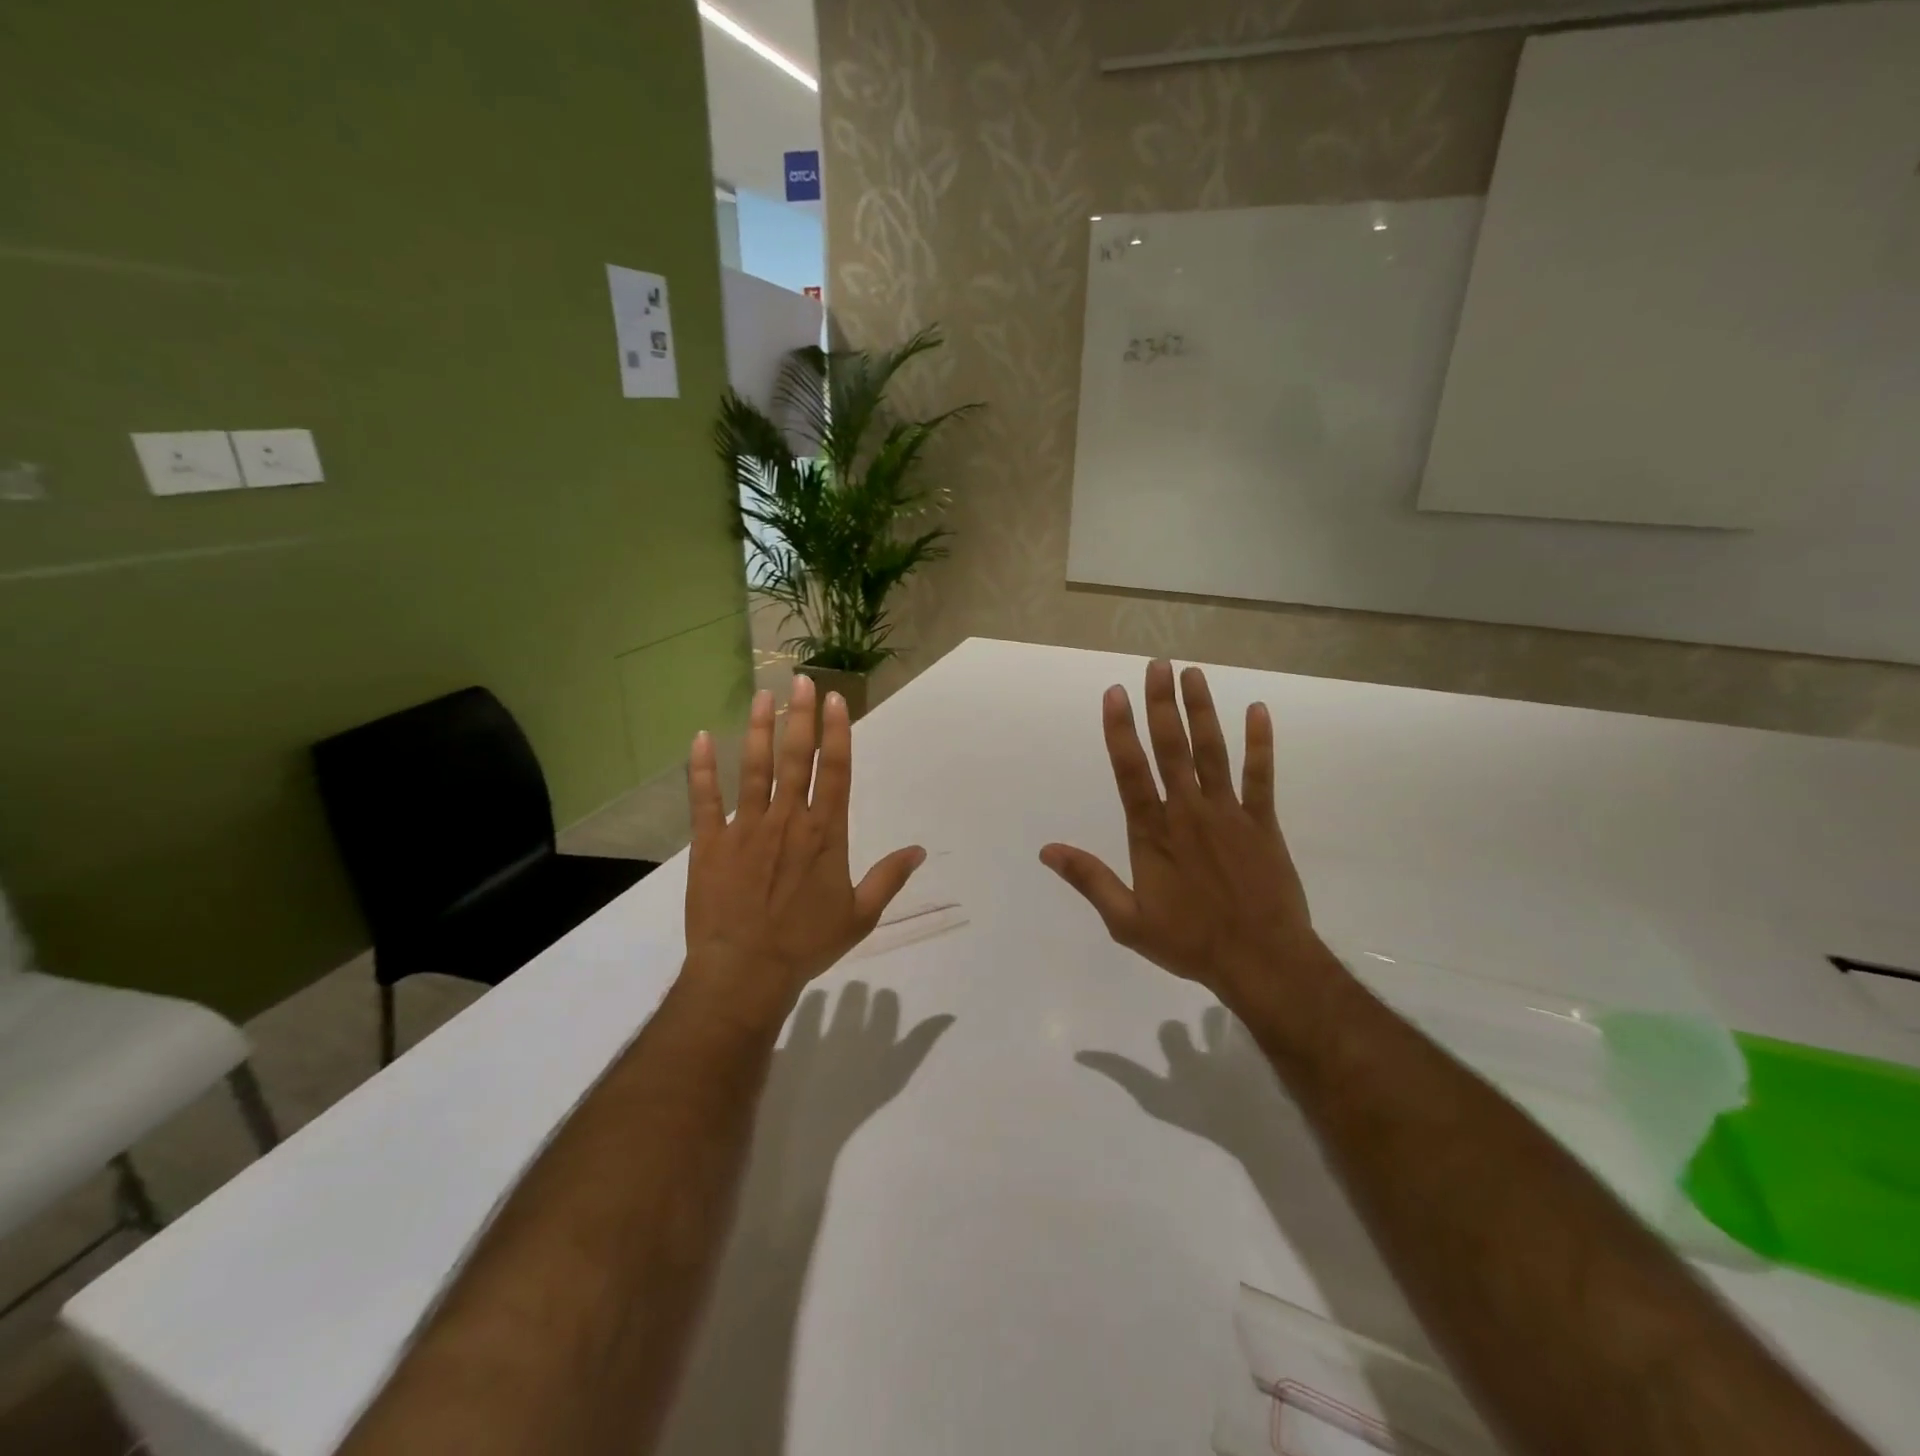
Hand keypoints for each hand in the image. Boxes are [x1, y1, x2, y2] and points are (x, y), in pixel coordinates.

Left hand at [683, 676, 924, 1030]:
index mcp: (825, 833)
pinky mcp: (710, 842)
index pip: (836, 771)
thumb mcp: (860, 915)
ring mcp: (745, 827)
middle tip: (802, 680)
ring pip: (755, 768)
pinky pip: (704, 798)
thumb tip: (920, 850)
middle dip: (801, 716)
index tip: (835, 701)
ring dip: (760, 729)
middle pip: (797, 758)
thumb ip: (888, 878)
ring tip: (764, 695)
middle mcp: (788, 819)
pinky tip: (702, 738)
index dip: (837, 733)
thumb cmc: (806, 944)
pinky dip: (701, 768)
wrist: (746, 971)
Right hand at [1040, 660, 1323, 1013]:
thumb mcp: (1127, 921)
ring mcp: (1229, 813)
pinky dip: (1260, 743)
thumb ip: (1089, 879)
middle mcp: (1188, 812)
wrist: (1262, 962)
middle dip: (1162, 705)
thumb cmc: (1190, 942)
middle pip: (1172, 748)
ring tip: (1193, 674)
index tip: (1115, 693)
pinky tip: (1257, 710)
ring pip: (1212, 752)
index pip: (1130, 771)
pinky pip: (1261, 775)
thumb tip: (1047, 850)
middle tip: (1157, 665)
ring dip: (1202, 711)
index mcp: (1153, 833)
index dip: (1120, 730)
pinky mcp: (1263, 822)